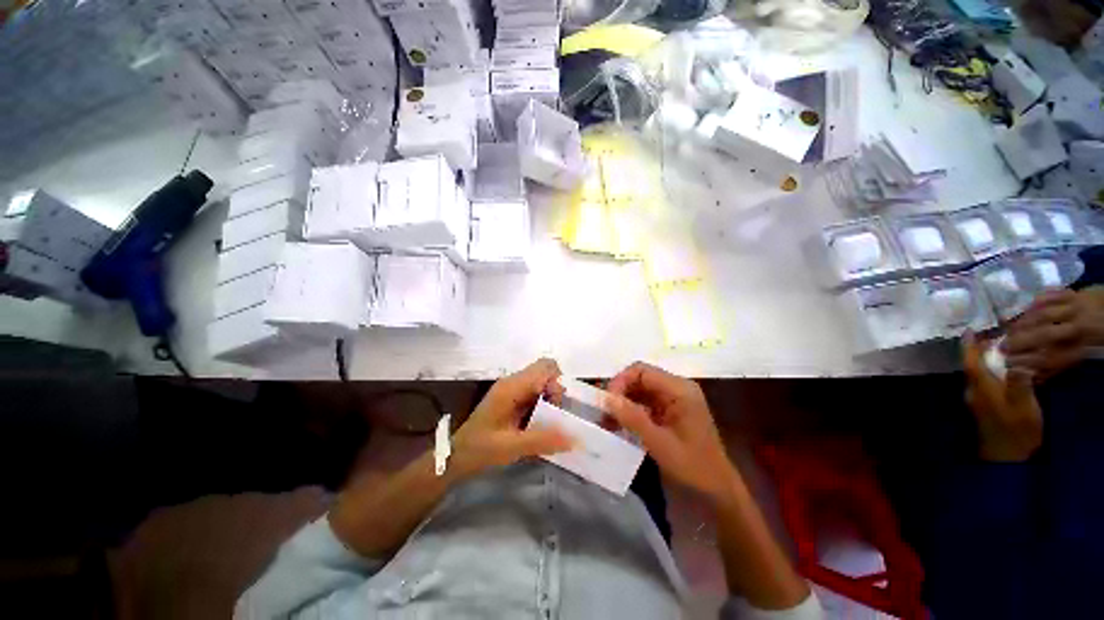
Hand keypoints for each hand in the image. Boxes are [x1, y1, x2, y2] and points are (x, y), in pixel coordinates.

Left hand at [450, 358, 572, 479]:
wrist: (457, 455)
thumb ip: (542, 441)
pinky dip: (543, 403)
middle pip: (545, 372)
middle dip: (556, 391)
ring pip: (542, 382)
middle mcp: (513, 382)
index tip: (556, 407)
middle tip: (554, 416)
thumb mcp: (511, 447)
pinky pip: (535, 392)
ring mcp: (512, 389)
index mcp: (512, 386)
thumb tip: (573, 439)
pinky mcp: (512, 398)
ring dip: (550, 398)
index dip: (557, 382)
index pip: (545, 367)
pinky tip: (538, 423)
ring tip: (547, 422)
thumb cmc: (481, 448)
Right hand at [603, 362, 738, 505]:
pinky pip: (643, 404)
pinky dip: (629, 413)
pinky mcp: (668, 413)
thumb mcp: (661, 444)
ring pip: (638, 391)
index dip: (620, 381)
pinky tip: (617, 426)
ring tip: (606, 421)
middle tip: (602, 412)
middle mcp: (676, 389)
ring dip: (621, 403)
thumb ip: (633, 418)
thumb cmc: (694, 468)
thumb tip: (606, 398)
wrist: (718, 493)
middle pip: (639, 379)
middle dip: (619, 393)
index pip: (642, 371)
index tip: (606, 402)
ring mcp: (672, 400)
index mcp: (679, 389)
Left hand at [963, 332, 1043, 461]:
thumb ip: (1019, 383)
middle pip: (972, 366)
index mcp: (981, 388)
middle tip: (992, 337)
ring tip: (999, 351)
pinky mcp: (982, 409)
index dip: (969, 346)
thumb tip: (1016, 362)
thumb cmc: (1017, 431)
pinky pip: (983, 384)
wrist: (1006, 459)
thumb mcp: (1024, 405)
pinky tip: (1002, 373)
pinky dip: (990, 374)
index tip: (969, 330)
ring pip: (977, 375)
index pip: (971, 362)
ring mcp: (976, 401)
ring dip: (985, 362)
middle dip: (979, 351)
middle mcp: (973, 392)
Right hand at [1004, 287, 1103, 380]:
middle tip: (1002, 346)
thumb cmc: (1088, 339)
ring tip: (1009, 329)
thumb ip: (1055, 366)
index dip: (1026, 361)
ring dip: (1022, 323)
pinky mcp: (1071, 293)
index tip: (1006, 363)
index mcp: (1080, 350)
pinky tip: (1024, 310)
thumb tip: (1029, 375)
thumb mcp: (1076, 358)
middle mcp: (1078, 329)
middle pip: (1045, 334)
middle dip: (1020, 341)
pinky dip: (1033, 303)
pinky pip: (1048, 295)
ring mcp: (1075, 308)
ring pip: (1043, 314)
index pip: (1050, 358)